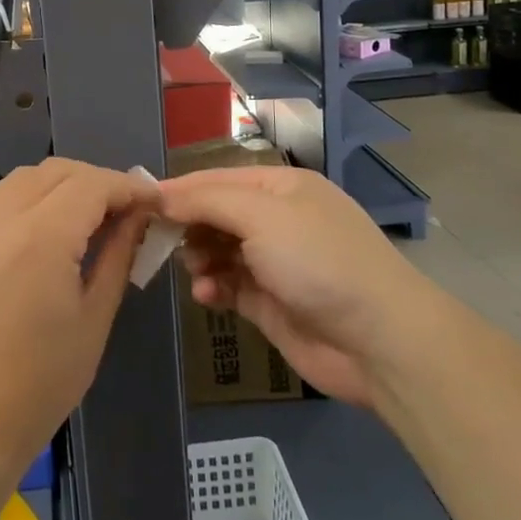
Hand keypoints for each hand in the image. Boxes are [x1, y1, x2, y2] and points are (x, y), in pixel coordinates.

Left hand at [0, 159, 156, 476]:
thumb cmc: (39, 385)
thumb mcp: (93, 320)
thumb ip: (116, 257)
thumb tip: (137, 219)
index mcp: (41, 237)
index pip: (92, 184)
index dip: (128, 186)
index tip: (154, 201)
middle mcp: (2, 219)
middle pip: (57, 171)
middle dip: (97, 181)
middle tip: (126, 211)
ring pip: (25, 178)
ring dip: (63, 184)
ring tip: (90, 217)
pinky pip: (1, 200)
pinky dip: (33, 198)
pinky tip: (51, 231)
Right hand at [158, 165, 427, 407]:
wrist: (379, 340)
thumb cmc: (318, 260)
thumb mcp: (260, 215)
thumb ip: (206, 201)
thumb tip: (160, 196)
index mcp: (281, 187)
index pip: (217, 179)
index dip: (180, 190)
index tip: (140, 203)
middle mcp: (277, 220)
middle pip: (216, 214)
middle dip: (188, 226)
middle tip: (160, 242)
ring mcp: (275, 262)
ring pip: (218, 250)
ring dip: (199, 258)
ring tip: (196, 271)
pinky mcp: (271, 302)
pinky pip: (229, 285)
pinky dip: (213, 287)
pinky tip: (208, 295)